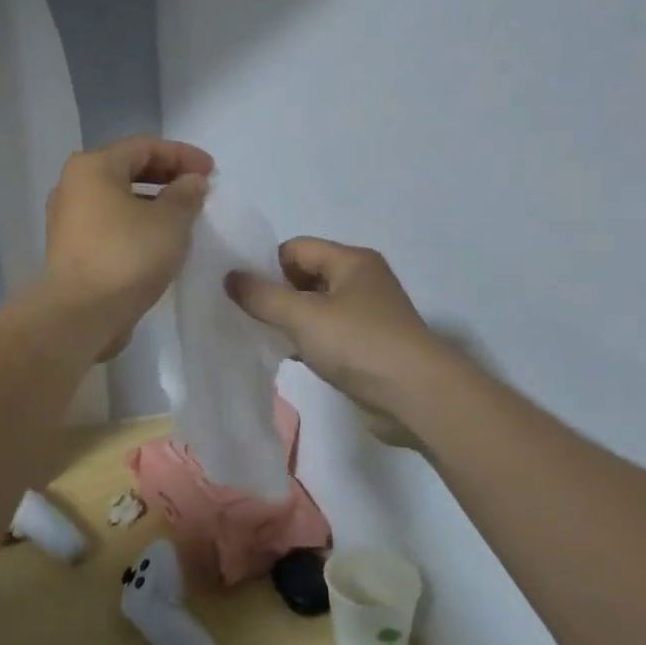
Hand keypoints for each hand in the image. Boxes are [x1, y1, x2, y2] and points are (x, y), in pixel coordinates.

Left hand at [43, 137, 213, 358]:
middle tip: (198, 191)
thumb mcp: (169, 222)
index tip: (212, 172)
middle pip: (127, 170)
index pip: (144, 147)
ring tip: (183, 218)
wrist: (81, 315)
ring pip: (118, 200)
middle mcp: (73, 187)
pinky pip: (110, 225)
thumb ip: (185, 195)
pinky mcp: (71, 250)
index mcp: (93, 167)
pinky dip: (136, 226)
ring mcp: (68, 220)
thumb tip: (192, 182)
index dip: (182, 155)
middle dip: (167, 177)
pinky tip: (158, 243)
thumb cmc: (127, 257)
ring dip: (152, 204)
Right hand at [225, 239, 447, 425]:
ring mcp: (367, 315)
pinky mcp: (368, 346)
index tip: (240, 292)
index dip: (266, 266)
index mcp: (352, 260)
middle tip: (247, 316)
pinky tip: (290, 357)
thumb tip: (230, 277)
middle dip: (276, 294)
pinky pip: (328, 334)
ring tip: (262, 337)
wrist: (416, 396)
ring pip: (316, 308)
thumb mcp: (303, 316)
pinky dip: (308, 341)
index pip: (296, 248)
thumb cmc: (359, 344)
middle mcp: (362, 281)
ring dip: (290, 320)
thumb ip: (262, 296)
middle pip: (306, 276)